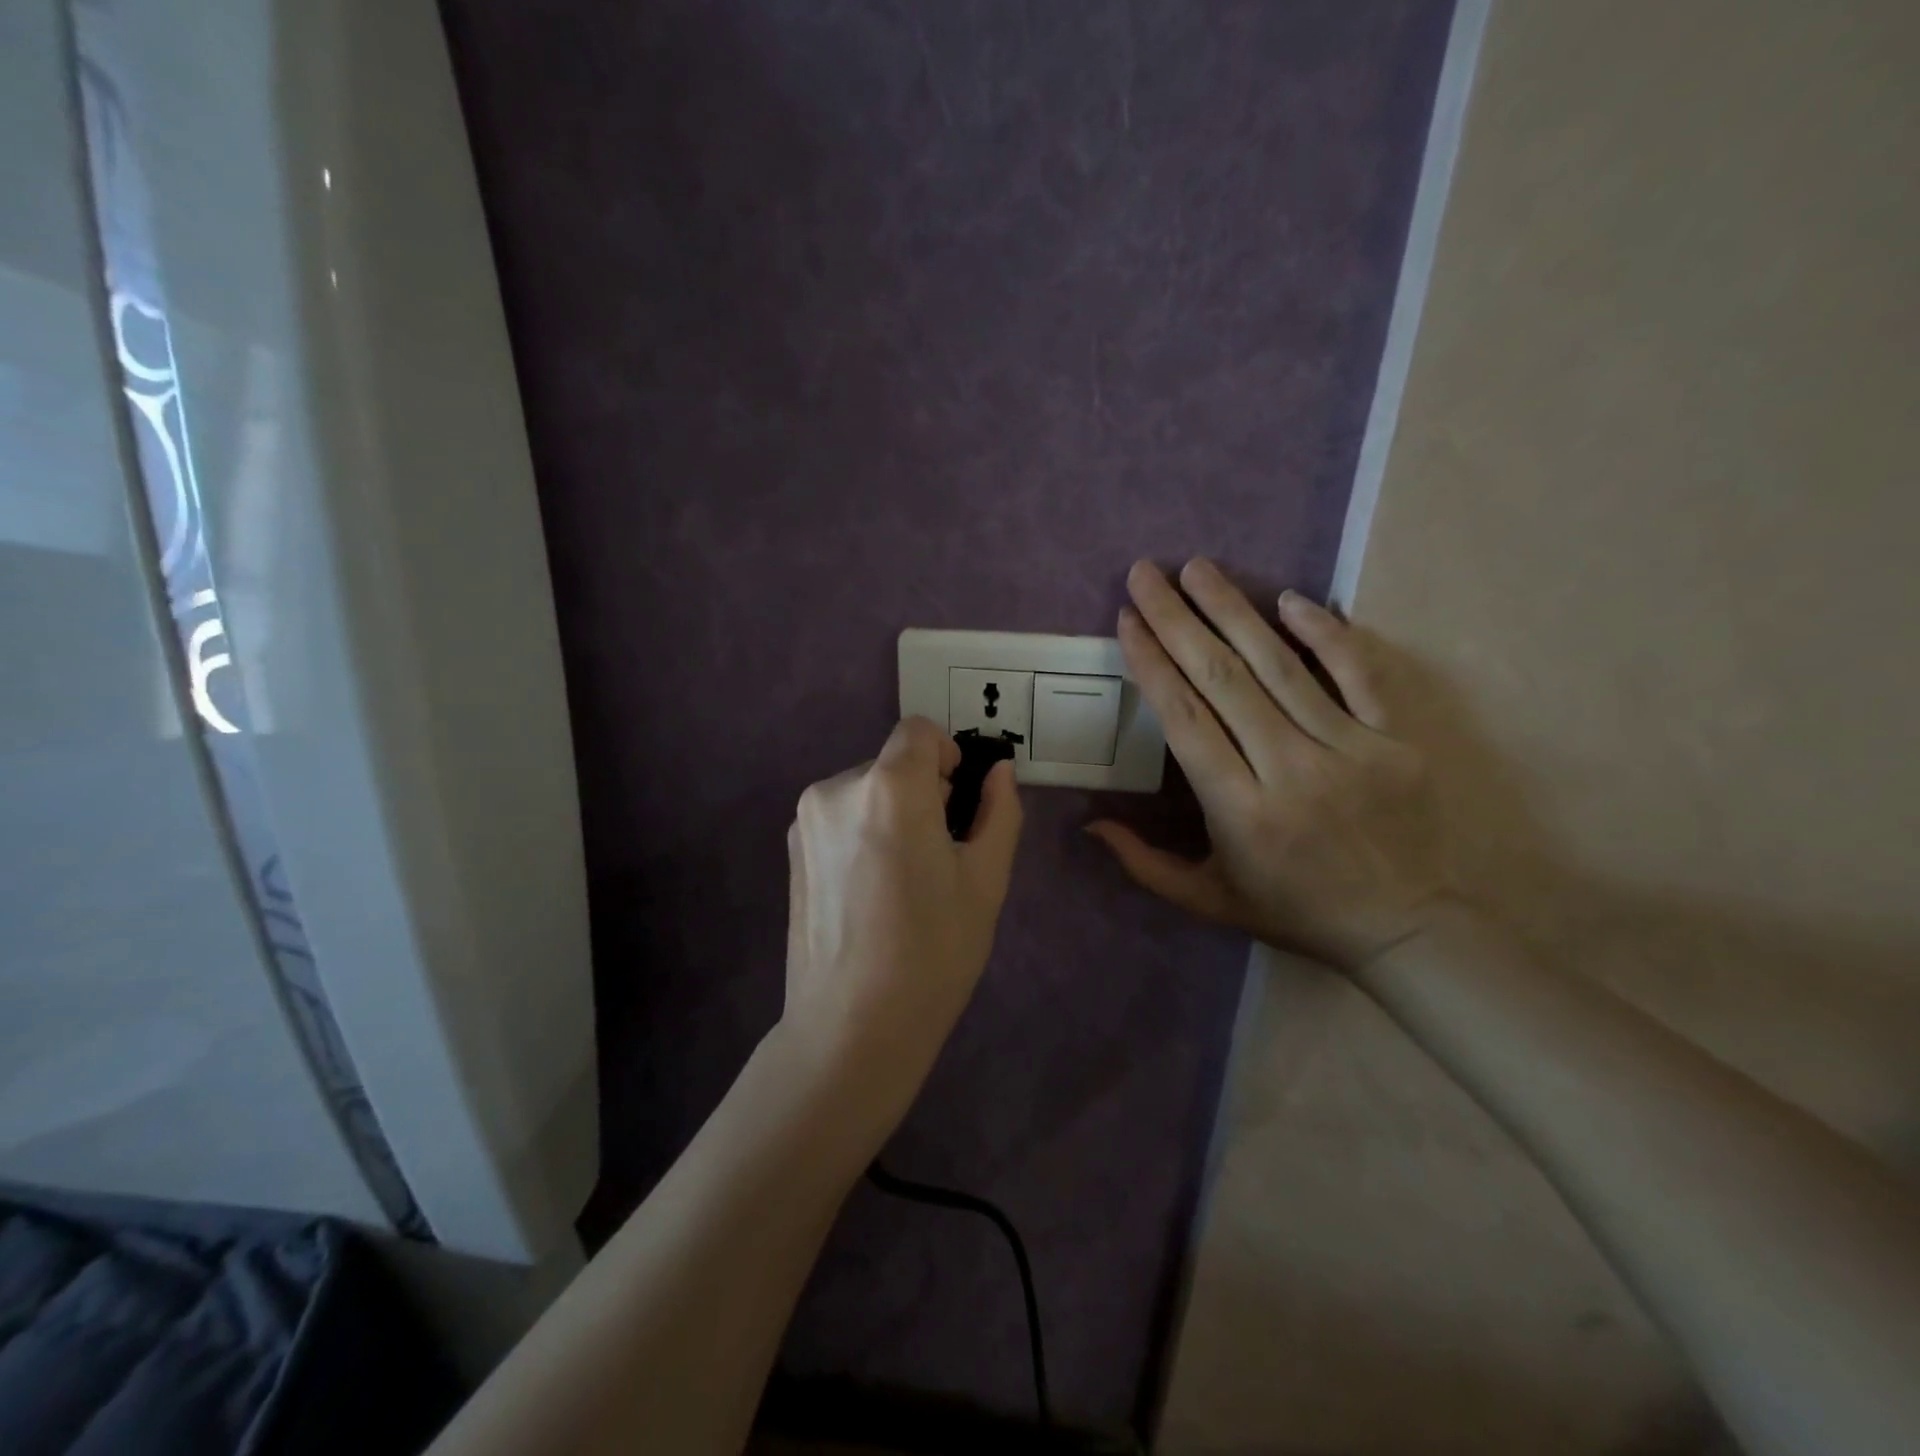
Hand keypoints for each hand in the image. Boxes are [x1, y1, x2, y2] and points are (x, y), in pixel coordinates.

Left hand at [780, 717, 1023, 1113]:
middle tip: (938, 856)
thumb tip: (998, 770)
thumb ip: (999, 811)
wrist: (852, 1026)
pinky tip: (869, 892)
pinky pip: (839, 817)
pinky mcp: (790, 849)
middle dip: (921, 792)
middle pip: (892, 764)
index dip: (946, 756)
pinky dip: (861, 833)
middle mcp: (838, 788)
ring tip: (901, 881)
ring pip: (866, 791)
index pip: (918, 731)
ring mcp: (806, 819)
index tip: (957, 803)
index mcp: (890, 788)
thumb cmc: (933, 952)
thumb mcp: (986, 880)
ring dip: (890, 813)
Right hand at [1088, 559, 1450, 971]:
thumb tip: (1090, 823)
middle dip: (1176, 619)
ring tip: (1197, 567)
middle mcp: (1289, 768)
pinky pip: (1359, 672)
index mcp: (1240, 809)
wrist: (1413, 929)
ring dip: (1233, 610)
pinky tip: (1288, 598)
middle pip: (1222, 678)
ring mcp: (1349, 747)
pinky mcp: (1396, 738)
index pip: (1184, 719)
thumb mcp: (1212, 902)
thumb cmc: (1299, 912)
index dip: (1151, 663)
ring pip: (1279, 665)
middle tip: (1145, 572)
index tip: (1126, 619)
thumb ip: (1145, 864)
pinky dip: (1325, 632)